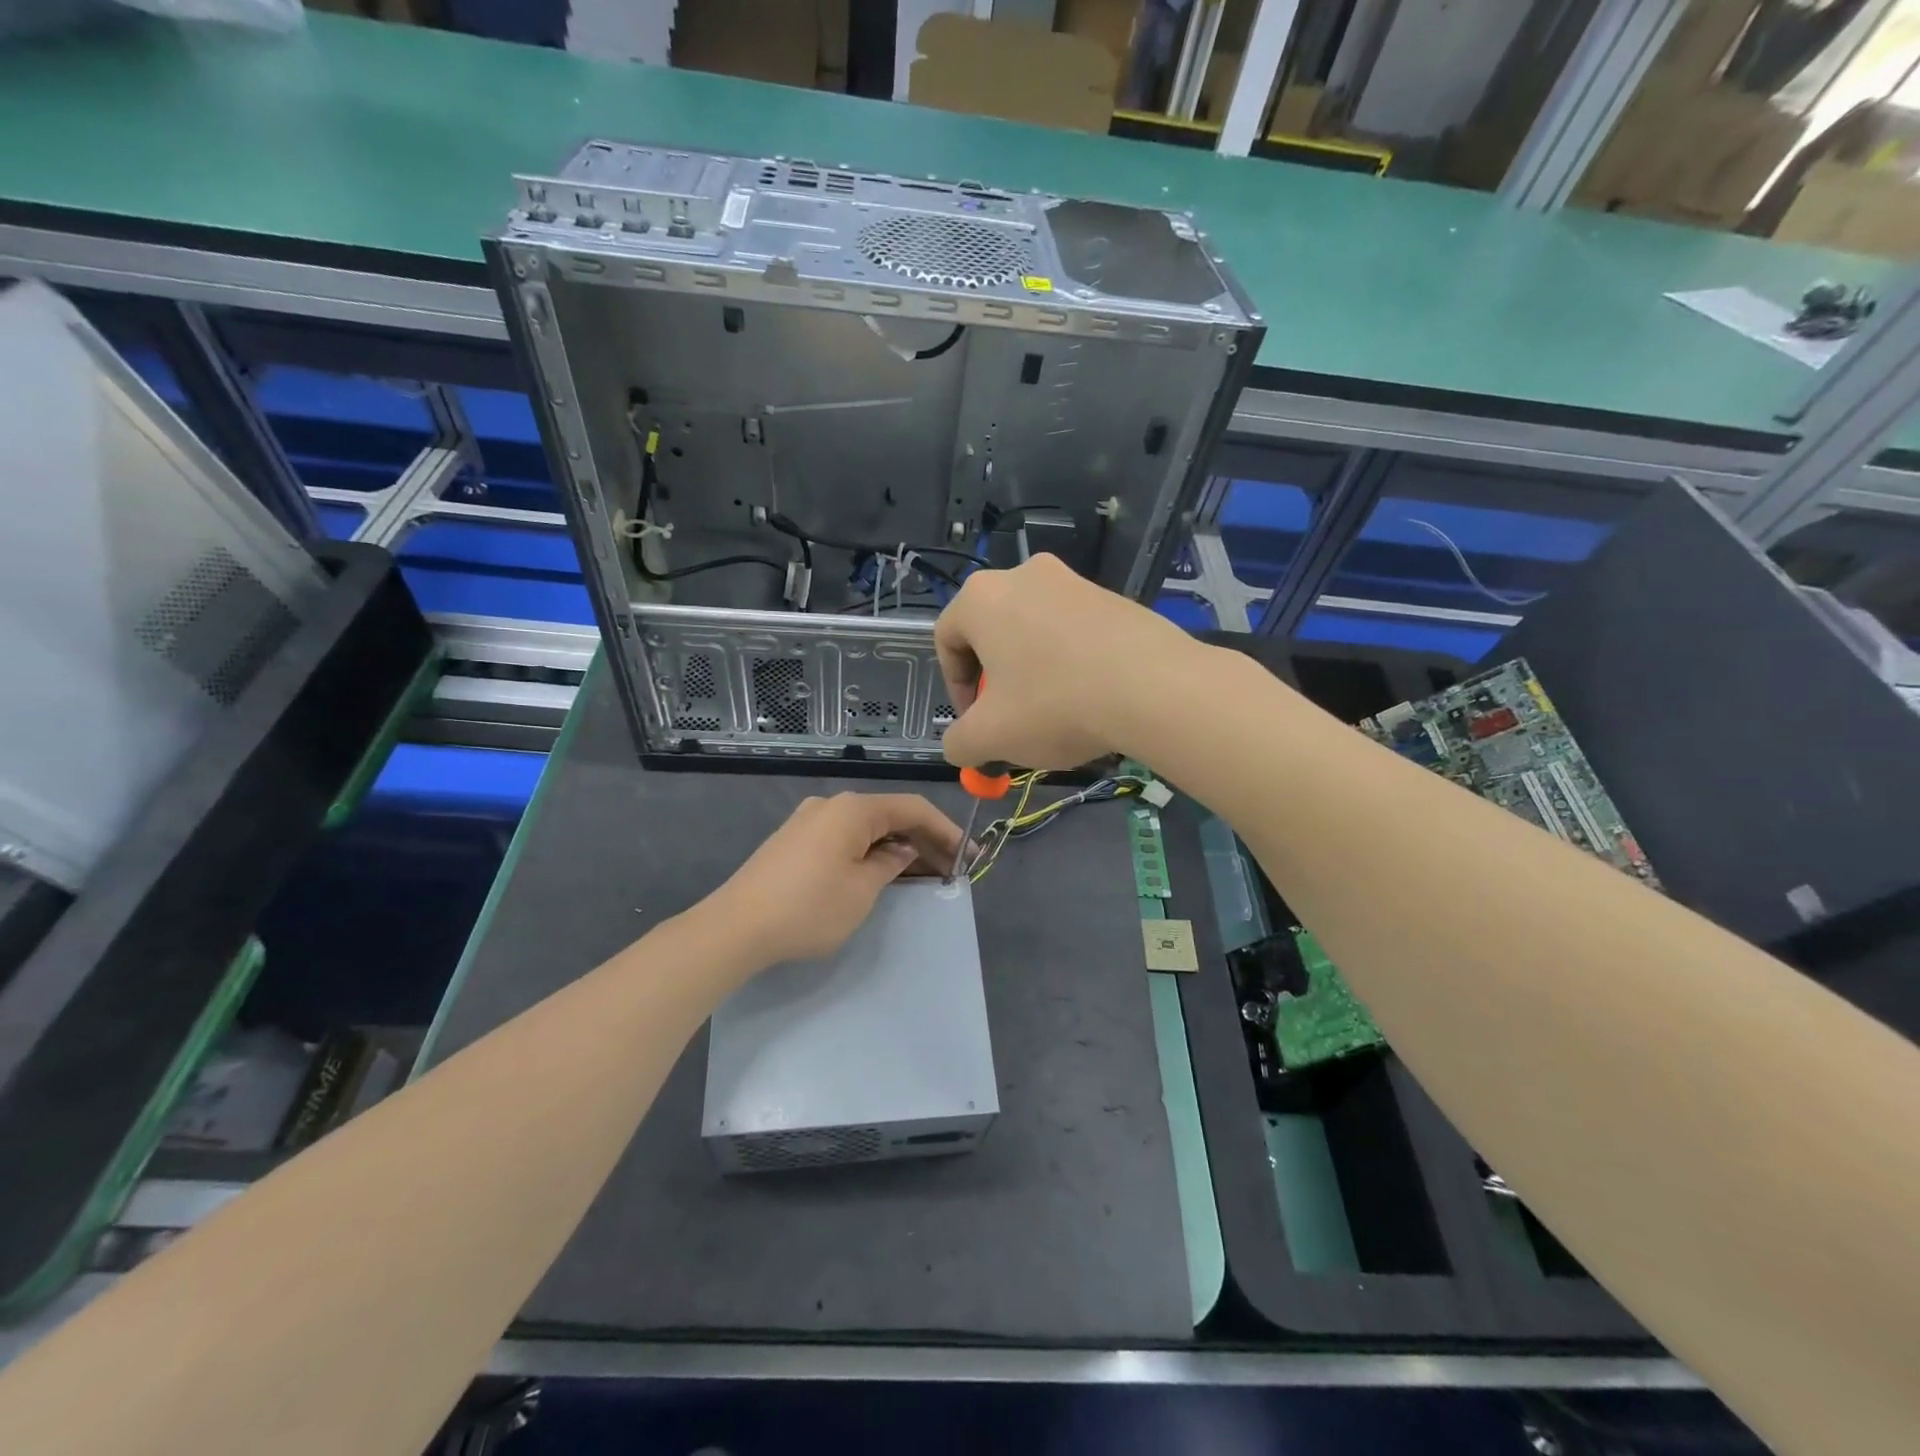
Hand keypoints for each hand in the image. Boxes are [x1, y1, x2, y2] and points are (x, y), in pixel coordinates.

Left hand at [708, 793, 964, 965]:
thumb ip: (891, 864)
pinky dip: (870, 852)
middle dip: (923, 841)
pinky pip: (845, 838)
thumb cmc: (808, 908)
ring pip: (866, 828)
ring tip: (924, 875)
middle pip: (889, 816)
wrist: (735, 928)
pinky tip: (883, 873)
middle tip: (951, 870)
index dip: (945, 830)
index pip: (912, 808)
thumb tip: (903, 851)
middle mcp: (831, 805)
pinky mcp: (794, 841)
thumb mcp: (862, 891)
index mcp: (852, 809)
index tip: (967, 856)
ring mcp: (809, 822)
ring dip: (897, 848)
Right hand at [935, 553, 1193, 769]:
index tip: (974, 723)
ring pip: (1033, 632)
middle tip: (1009, 720)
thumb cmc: (1055, 704)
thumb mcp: (991, 737)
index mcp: (981, 597)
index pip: (946, 640)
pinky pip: (1072, 631)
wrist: (1154, 687)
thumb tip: (959, 747)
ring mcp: (1072, 580)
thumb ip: (959, 743)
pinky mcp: (1112, 596)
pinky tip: (1087, 699)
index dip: (955, 688)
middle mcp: (1022, 575)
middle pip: (991, 633)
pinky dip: (1068, 663)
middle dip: (994, 681)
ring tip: (1051, 713)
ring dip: (1031, 672)